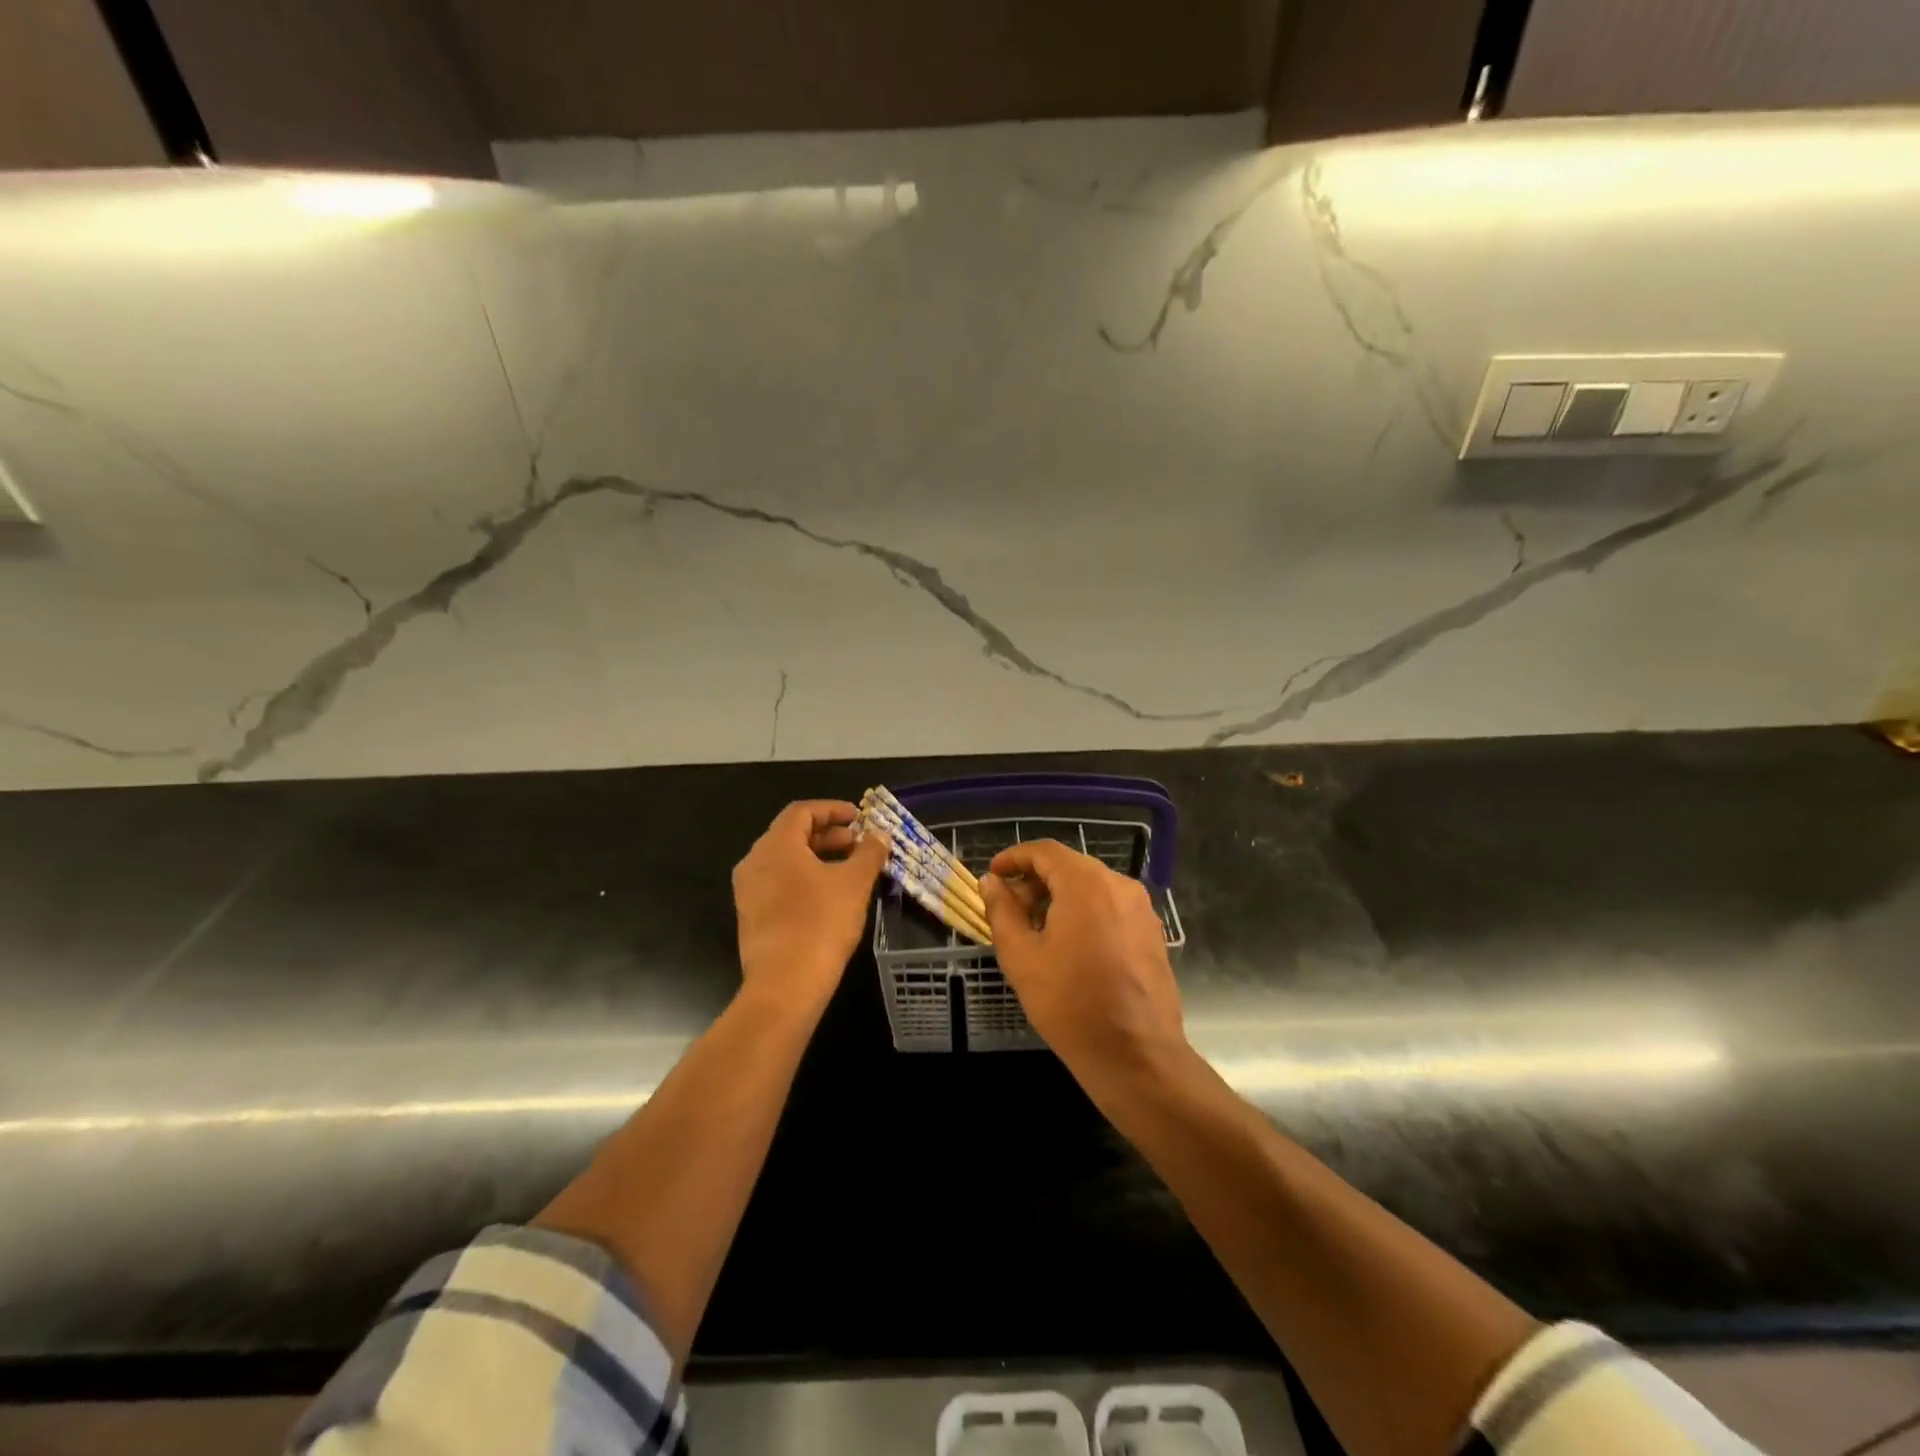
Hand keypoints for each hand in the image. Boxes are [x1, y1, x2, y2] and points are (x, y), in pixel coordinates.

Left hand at [732, 800, 889, 1015]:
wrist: (785, 986)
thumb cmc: (821, 924)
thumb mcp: (854, 883)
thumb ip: (869, 853)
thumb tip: (880, 834)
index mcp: (776, 846)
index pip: (802, 811)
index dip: (832, 809)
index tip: (859, 817)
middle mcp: (755, 862)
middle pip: (792, 834)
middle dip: (829, 835)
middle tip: (859, 844)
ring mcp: (749, 891)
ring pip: (786, 861)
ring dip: (818, 858)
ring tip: (850, 869)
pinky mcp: (751, 916)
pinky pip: (779, 883)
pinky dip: (805, 878)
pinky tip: (830, 895)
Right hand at [979, 840, 1186, 1086]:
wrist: (1136, 1056)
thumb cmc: (1070, 1004)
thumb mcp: (1022, 956)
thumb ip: (1002, 911)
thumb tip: (992, 882)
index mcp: (1086, 883)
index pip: (1044, 851)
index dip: (1014, 858)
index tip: (993, 876)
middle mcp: (1119, 885)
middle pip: (1069, 867)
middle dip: (1035, 881)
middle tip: (1008, 909)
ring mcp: (1141, 909)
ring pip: (1091, 887)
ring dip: (1059, 898)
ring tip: (1034, 931)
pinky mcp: (1151, 933)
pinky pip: (1110, 907)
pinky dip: (1084, 912)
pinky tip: (1068, 946)